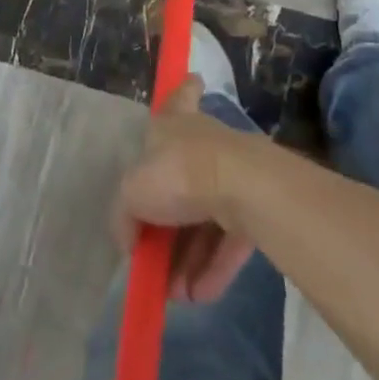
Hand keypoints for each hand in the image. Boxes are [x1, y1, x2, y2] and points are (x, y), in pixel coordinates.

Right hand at [111, 75, 257, 303]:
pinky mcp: (254, 208)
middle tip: (154, 257)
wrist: (238, 186)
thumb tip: (129, 239)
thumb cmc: (178, 172)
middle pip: (185, 176)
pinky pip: (228, 241)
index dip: (184, 91)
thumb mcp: (132, 192)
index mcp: (175, 123)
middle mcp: (204, 142)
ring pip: (206, 217)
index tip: (193, 82)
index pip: (179, 97)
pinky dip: (212, 268)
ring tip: (176, 293)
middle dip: (169, 222)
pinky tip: (198, 297)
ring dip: (188, 256)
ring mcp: (232, 174)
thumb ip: (124, 215)